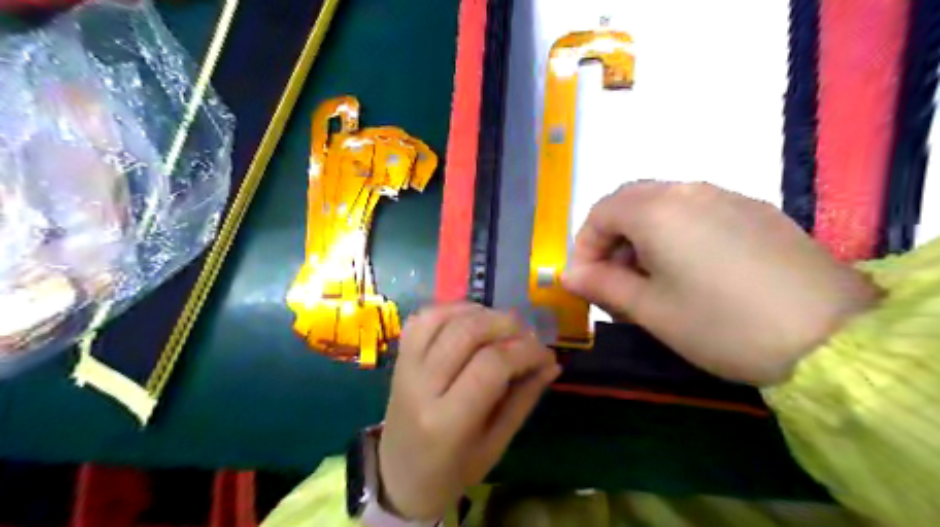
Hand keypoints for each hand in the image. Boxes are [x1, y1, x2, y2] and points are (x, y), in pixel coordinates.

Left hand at [378, 304, 560, 520]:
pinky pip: (423, 318)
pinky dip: (452, 310)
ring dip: (479, 312)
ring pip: (443, 317)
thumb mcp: (496, 444)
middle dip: (505, 324)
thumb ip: (523, 399)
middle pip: (467, 333)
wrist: (399, 476)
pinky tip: (471, 319)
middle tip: (527, 335)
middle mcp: (421, 387)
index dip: (525, 351)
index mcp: (448, 422)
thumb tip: (551, 363)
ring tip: (501, 325)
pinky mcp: (398, 357)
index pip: (491, 365)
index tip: (545, 354)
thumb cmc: (453, 471)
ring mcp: (405, 367)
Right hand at [560, 183, 877, 384]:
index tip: (585, 282)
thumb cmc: (719, 323)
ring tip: (651, 282)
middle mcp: (689, 190)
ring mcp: (726, 196)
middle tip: (615, 282)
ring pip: (664, 206)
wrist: (832, 337)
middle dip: (612, 241)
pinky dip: (675, 236)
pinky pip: (697, 213)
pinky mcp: (755, 211)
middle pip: (631, 203)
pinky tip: (690, 273)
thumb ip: (602, 285)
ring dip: (642, 238)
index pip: (600, 213)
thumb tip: (570, 275)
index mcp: (657, 209)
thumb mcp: (649, 309)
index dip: (584, 247)